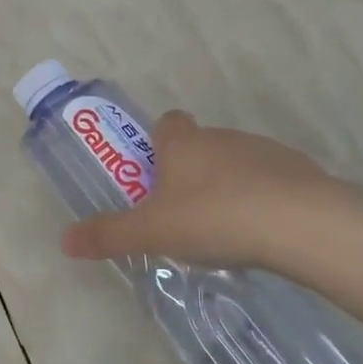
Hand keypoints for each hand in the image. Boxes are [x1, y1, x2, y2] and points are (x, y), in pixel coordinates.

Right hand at [60, 111, 332, 270]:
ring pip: (235, 162)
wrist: (298, 222)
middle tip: (182, 214)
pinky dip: (262, 198)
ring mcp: (262, 150)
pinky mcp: (297, 170)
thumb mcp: (152, 232)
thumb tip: (64, 240)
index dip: (157, 144)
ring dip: (227, 186)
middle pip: (200, 145)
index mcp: (183, 143)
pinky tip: (262, 232)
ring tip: (224, 230)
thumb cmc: (213, 217)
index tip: (155, 174)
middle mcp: (221, 137)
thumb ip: (109, 235)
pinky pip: (270, 180)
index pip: (165, 123)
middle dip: (190, 172)